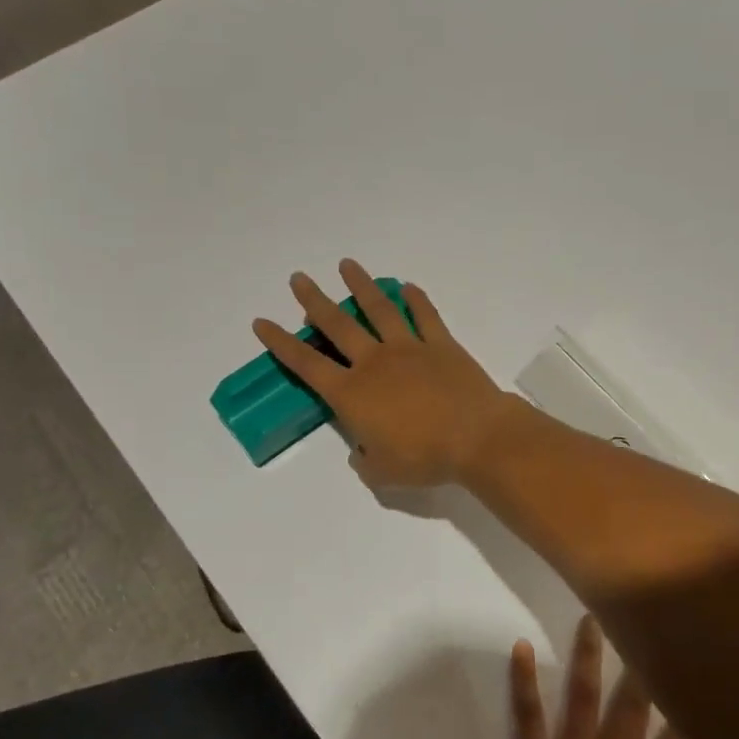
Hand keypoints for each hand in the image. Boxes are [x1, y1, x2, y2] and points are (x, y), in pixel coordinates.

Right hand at [253, 260, 520, 488]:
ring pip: (378, 309)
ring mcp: (409, 348)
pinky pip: (425, 316)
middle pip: (337, 324)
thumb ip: (364, 460)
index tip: (262, 322)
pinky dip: (416, 300)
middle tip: (299, 278)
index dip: (281, 343)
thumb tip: (361, 450)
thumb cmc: (424, 458)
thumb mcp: (382, 473)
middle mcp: (374, 362)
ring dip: (361, 285)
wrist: (476, 437)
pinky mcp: (441, 344)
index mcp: (352, 393)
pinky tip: (407, 287)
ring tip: (347, 265)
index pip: (306, 364)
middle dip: (314, 300)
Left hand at [481, 615, 738, 738]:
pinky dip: (522, 682)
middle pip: (632, 708)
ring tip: (588, 617)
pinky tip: (519, 648)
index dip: (692, 707)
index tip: (705, 670)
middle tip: (645, 618)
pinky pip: (528, 718)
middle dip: (642, 664)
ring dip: (587, 658)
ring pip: (582, 700)